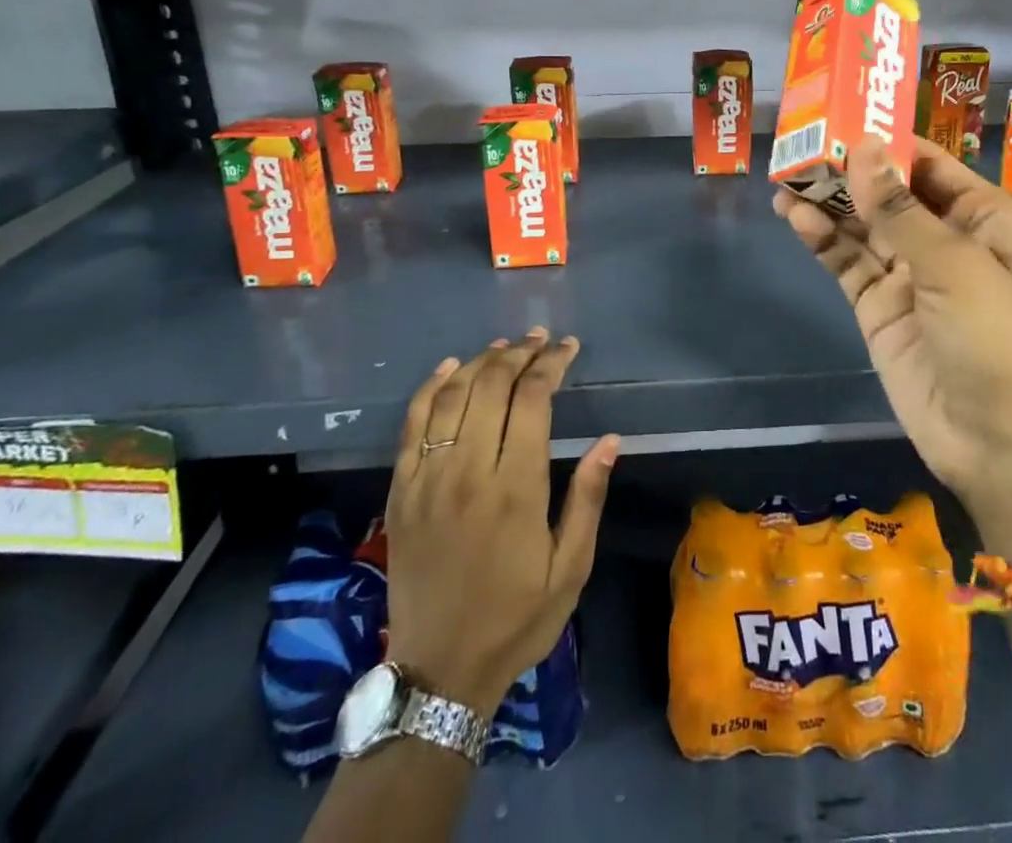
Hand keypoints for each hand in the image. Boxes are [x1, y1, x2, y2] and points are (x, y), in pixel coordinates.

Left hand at [382, 330, 618, 714]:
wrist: (438, 673)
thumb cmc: (515, 620)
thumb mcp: (570, 569)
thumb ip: (588, 499)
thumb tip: (610, 440)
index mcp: (515, 488)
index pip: (532, 398)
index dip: (551, 363)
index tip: (568, 348)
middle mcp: (468, 471)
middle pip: (491, 385)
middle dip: (519, 352)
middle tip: (540, 340)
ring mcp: (427, 479)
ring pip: (451, 395)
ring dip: (480, 361)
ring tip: (505, 346)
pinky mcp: (401, 491)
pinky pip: (412, 423)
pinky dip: (431, 387)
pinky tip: (450, 368)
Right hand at [775, 137, 1011, 566]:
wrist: (1001, 447)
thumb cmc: (997, 340)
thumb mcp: (953, 265)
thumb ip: (898, 207)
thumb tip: (860, 146)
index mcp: (981, 217)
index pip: (925, 162)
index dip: (883, 140)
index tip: (836, 118)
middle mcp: (944, 238)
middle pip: (887, 191)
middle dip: (847, 170)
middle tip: (799, 148)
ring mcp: (908, 274)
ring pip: (861, 225)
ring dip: (827, 202)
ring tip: (785, 180)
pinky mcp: (879, 307)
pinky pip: (847, 262)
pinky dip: (823, 239)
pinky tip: (797, 218)